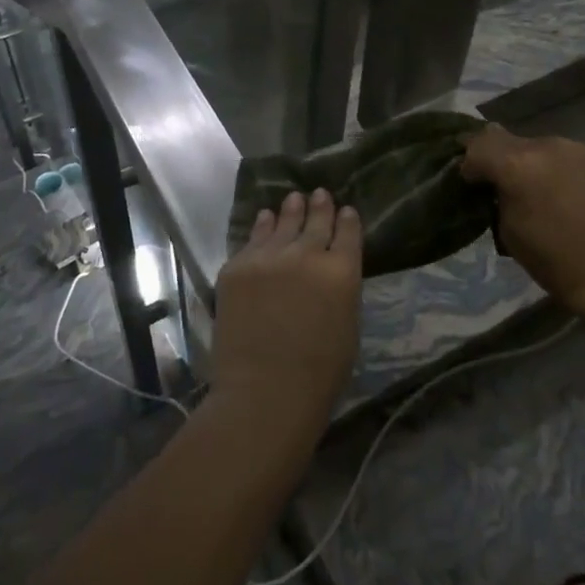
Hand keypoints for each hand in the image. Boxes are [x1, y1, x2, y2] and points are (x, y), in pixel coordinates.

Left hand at [210, 190, 362, 447]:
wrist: (263, 391)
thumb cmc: (319, 374)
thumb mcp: (348, 327)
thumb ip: (340, 289)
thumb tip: (331, 271)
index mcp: (341, 272)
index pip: (348, 233)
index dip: (347, 220)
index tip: (346, 210)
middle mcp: (306, 254)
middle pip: (315, 221)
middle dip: (320, 206)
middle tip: (319, 193)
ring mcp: (268, 257)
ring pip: (282, 223)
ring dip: (291, 210)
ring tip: (294, 199)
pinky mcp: (237, 266)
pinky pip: (253, 238)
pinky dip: (262, 226)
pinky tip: (265, 217)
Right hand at [460, 125, 584, 324]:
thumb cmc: (554, 262)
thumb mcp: (508, 231)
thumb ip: (495, 195)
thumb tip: (490, 180)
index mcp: (517, 165)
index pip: (475, 147)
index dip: (467, 165)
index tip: (469, 186)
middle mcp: (542, 145)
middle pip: (500, 137)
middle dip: (491, 157)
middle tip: (491, 185)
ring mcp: (569, 147)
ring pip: (527, 143)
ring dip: (518, 159)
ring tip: (523, 188)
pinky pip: (552, 151)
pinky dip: (542, 164)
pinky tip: (549, 189)